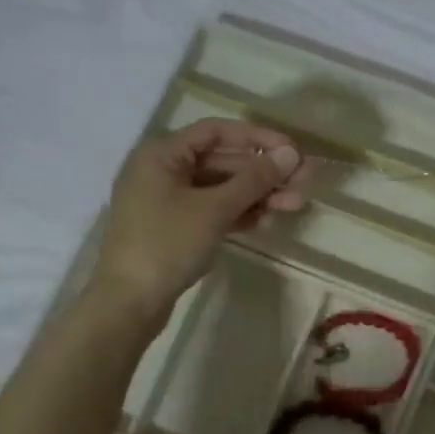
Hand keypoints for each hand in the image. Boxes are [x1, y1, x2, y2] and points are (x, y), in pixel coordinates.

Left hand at [92, 119, 306, 325]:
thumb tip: (290, 155)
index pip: (217, 131)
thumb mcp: (214, 209)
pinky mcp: (177, 227)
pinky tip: (268, 220)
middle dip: (265, 171)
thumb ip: (254, 179)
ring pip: (223, 188)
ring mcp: (170, 201)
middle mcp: (164, 170)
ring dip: (259, 194)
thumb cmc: (167, 244)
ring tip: (297, 203)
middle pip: (223, 160)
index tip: (293, 151)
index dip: (258, 138)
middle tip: (306, 179)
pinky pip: (214, 210)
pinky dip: (241, 213)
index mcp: (163, 154)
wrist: (129, 302)